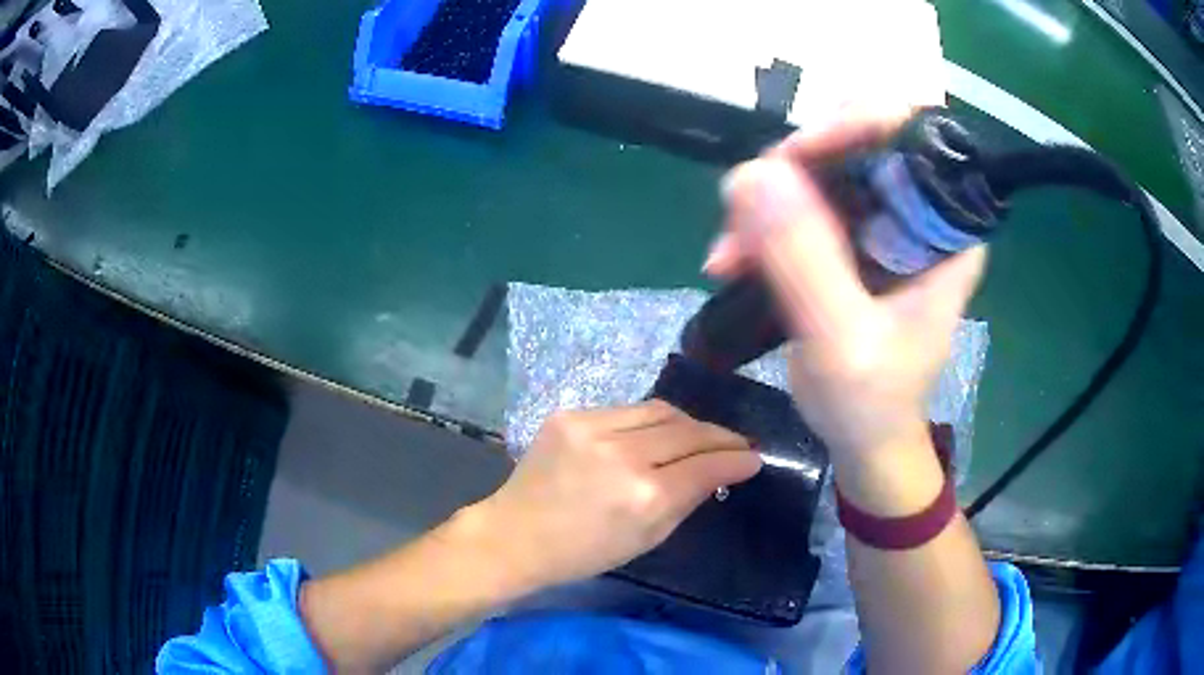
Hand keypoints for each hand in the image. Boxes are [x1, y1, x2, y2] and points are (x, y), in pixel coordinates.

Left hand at [464, 401, 759, 593]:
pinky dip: (649, 421)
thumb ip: (687, 500)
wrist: (516, 535)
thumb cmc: (584, 552)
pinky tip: (654, 433)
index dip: (736, 460)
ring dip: (687, 423)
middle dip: (720, 436)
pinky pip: (626, 410)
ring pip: (661, 410)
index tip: (753, 458)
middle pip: (688, 430)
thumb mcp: (647, 539)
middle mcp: (623, 454)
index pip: (706, 465)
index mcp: (645, 496)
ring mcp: (593, 428)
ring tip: (700, 434)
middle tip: (735, 443)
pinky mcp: (570, 415)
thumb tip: (719, 472)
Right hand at [705, 114, 985, 508]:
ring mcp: (880, 222)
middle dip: (794, 166)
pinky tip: (731, 261)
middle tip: (747, 207)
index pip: (913, 134)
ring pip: (818, 167)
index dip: (856, 122)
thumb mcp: (842, 339)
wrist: (865, 440)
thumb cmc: (872, 401)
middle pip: (856, 138)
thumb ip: (806, 259)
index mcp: (945, 230)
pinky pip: (798, 201)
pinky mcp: (848, 238)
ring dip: (765, 200)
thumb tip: (753, 173)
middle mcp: (917, 212)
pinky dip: (759, 224)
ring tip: (729, 255)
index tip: (796, 156)